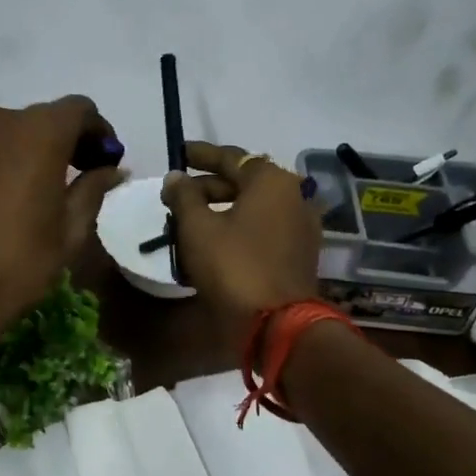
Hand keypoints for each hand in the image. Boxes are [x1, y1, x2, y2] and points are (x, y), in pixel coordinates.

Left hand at [0, 95, 124, 352]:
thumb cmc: (16, 265)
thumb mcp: (69, 233)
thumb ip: (93, 190)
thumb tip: (113, 169)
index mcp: (39, 133)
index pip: (79, 110)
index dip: (98, 132)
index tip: (103, 161)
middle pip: (38, 120)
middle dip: (60, 143)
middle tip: (69, 179)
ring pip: (0, 134)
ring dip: (19, 153)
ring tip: (22, 193)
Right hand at [162, 141, 321, 334]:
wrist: (276, 323)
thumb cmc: (233, 266)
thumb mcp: (197, 228)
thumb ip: (184, 196)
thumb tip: (175, 176)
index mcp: (271, 181)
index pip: (232, 157)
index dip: (201, 155)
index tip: (180, 153)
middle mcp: (293, 195)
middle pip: (245, 182)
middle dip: (209, 186)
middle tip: (178, 194)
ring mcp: (300, 226)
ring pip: (254, 207)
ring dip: (223, 208)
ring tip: (191, 219)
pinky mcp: (299, 253)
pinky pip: (264, 228)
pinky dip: (239, 227)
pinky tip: (215, 241)